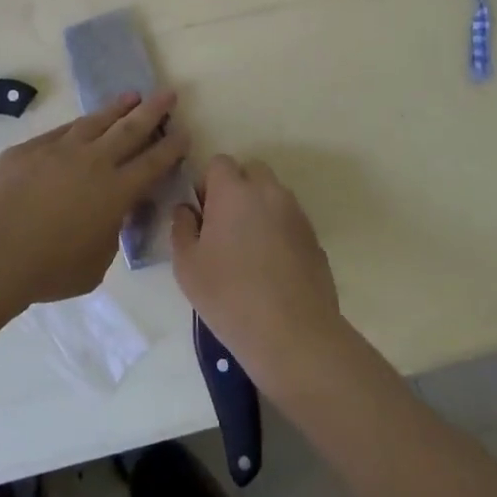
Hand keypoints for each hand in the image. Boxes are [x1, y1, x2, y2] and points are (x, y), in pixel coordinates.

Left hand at [0, 91, 189, 309]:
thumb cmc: (48, 268)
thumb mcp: (95, 264)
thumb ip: (108, 236)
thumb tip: (108, 218)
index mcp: (117, 192)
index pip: (153, 162)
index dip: (171, 147)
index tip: (183, 132)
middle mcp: (94, 162)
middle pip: (131, 129)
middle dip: (153, 110)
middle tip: (168, 93)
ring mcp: (60, 149)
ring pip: (96, 121)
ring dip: (117, 108)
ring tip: (131, 96)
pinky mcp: (30, 148)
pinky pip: (62, 131)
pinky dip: (79, 125)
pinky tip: (83, 123)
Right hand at [171, 155, 347, 393]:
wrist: (293, 334)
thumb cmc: (229, 296)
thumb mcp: (187, 266)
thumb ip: (182, 228)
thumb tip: (187, 210)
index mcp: (234, 191)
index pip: (219, 163)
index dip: (208, 184)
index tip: (203, 214)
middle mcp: (268, 192)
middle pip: (251, 172)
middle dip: (237, 189)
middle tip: (224, 227)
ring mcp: (296, 214)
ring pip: (273, 196)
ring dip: (259, 209)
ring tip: (249, 250)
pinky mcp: (314, 238)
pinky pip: (290, 221)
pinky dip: (279, 231)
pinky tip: (271, 268)